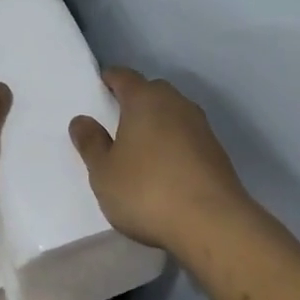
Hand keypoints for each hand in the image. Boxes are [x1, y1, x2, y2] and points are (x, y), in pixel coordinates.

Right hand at [69, 68, 252, 252]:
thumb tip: (82, 120)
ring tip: (140, 148)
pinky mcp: (217, 152)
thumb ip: (90, 143)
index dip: (110, 80)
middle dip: (135, 101)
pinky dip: (174, 144)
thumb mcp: (104, 172)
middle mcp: (176, 103)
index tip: (99, 89)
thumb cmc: (147, 191)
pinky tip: (165, 168)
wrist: (213, 224)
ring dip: (157, 123)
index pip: (124, 76)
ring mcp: (201, 127)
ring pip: (172, 113)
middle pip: (152, 91)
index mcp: (145, 99)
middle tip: (116, 122)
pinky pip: (188, 137)